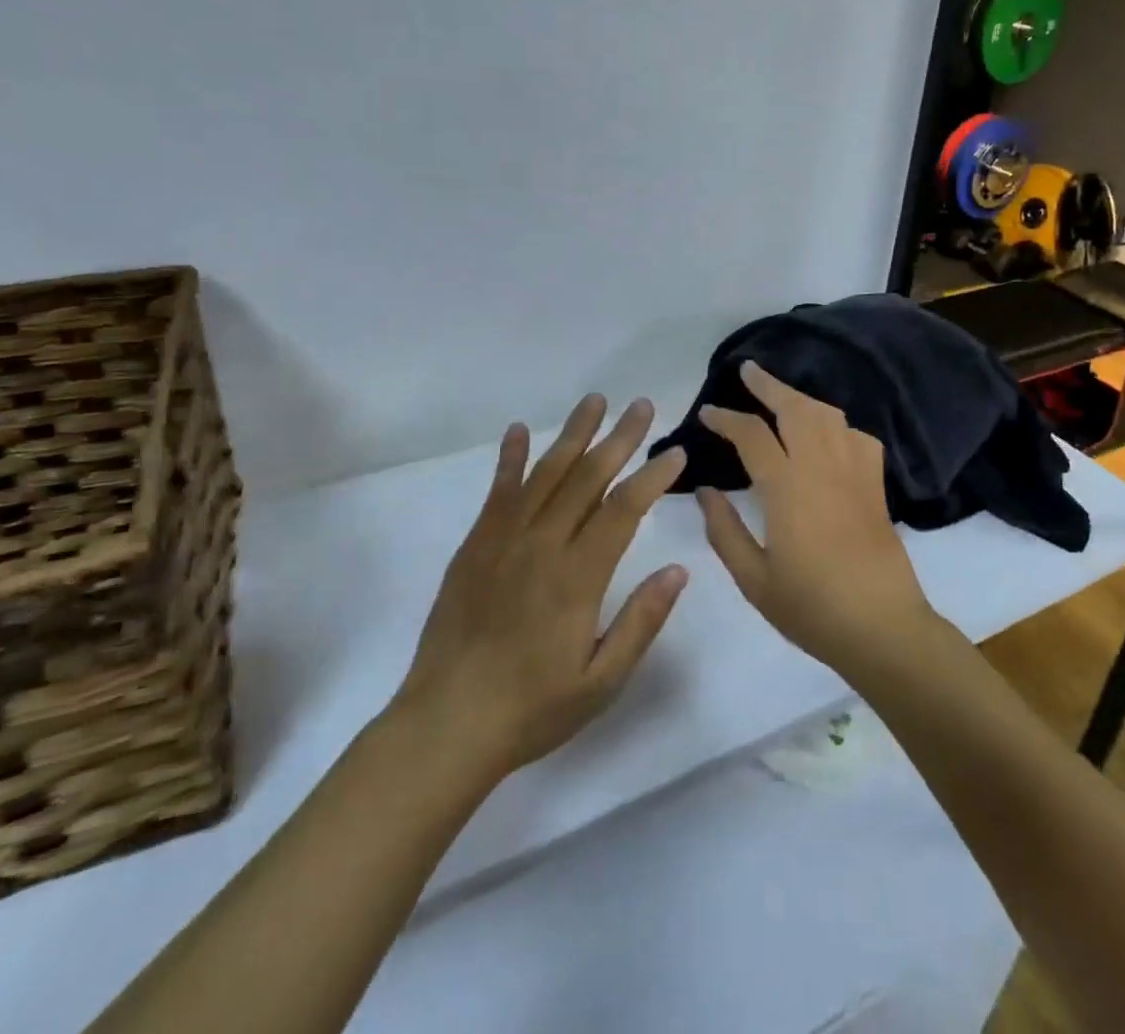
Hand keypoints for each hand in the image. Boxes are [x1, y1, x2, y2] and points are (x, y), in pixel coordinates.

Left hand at [395, 395, 688, 783]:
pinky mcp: (474, 546)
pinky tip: (519, 432)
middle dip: (618, 438)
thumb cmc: (533, 709)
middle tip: (641, 405)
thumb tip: (678, 569)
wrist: (446, 724)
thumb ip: (641, 621)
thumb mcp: (601, 681)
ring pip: (545, 474)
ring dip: (572, 435)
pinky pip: (497, 492)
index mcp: (577, 577)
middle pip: (587, 478)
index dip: (652, 477)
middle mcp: (541, 546)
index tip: (675, 452)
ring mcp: (503, 541)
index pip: (623, 510)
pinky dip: (510, 458)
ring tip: (594, 401)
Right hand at [696, 361, 936, 674]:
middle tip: (748, 370)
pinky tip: (828, 437)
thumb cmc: (811, 607)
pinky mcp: (876, 486)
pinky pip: (858, 437)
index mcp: (787, 487)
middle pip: (796, 407)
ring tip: (782, 396)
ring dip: (802, 398)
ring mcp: (854, 473)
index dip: (726, 418)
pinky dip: (838, 426)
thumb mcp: (753, 579)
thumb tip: (705, 491)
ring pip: (829, 415)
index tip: (707, 412)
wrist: (882, 627)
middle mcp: (822, 467)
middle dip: (769, 384)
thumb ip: (724, 530)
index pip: (752, 435)